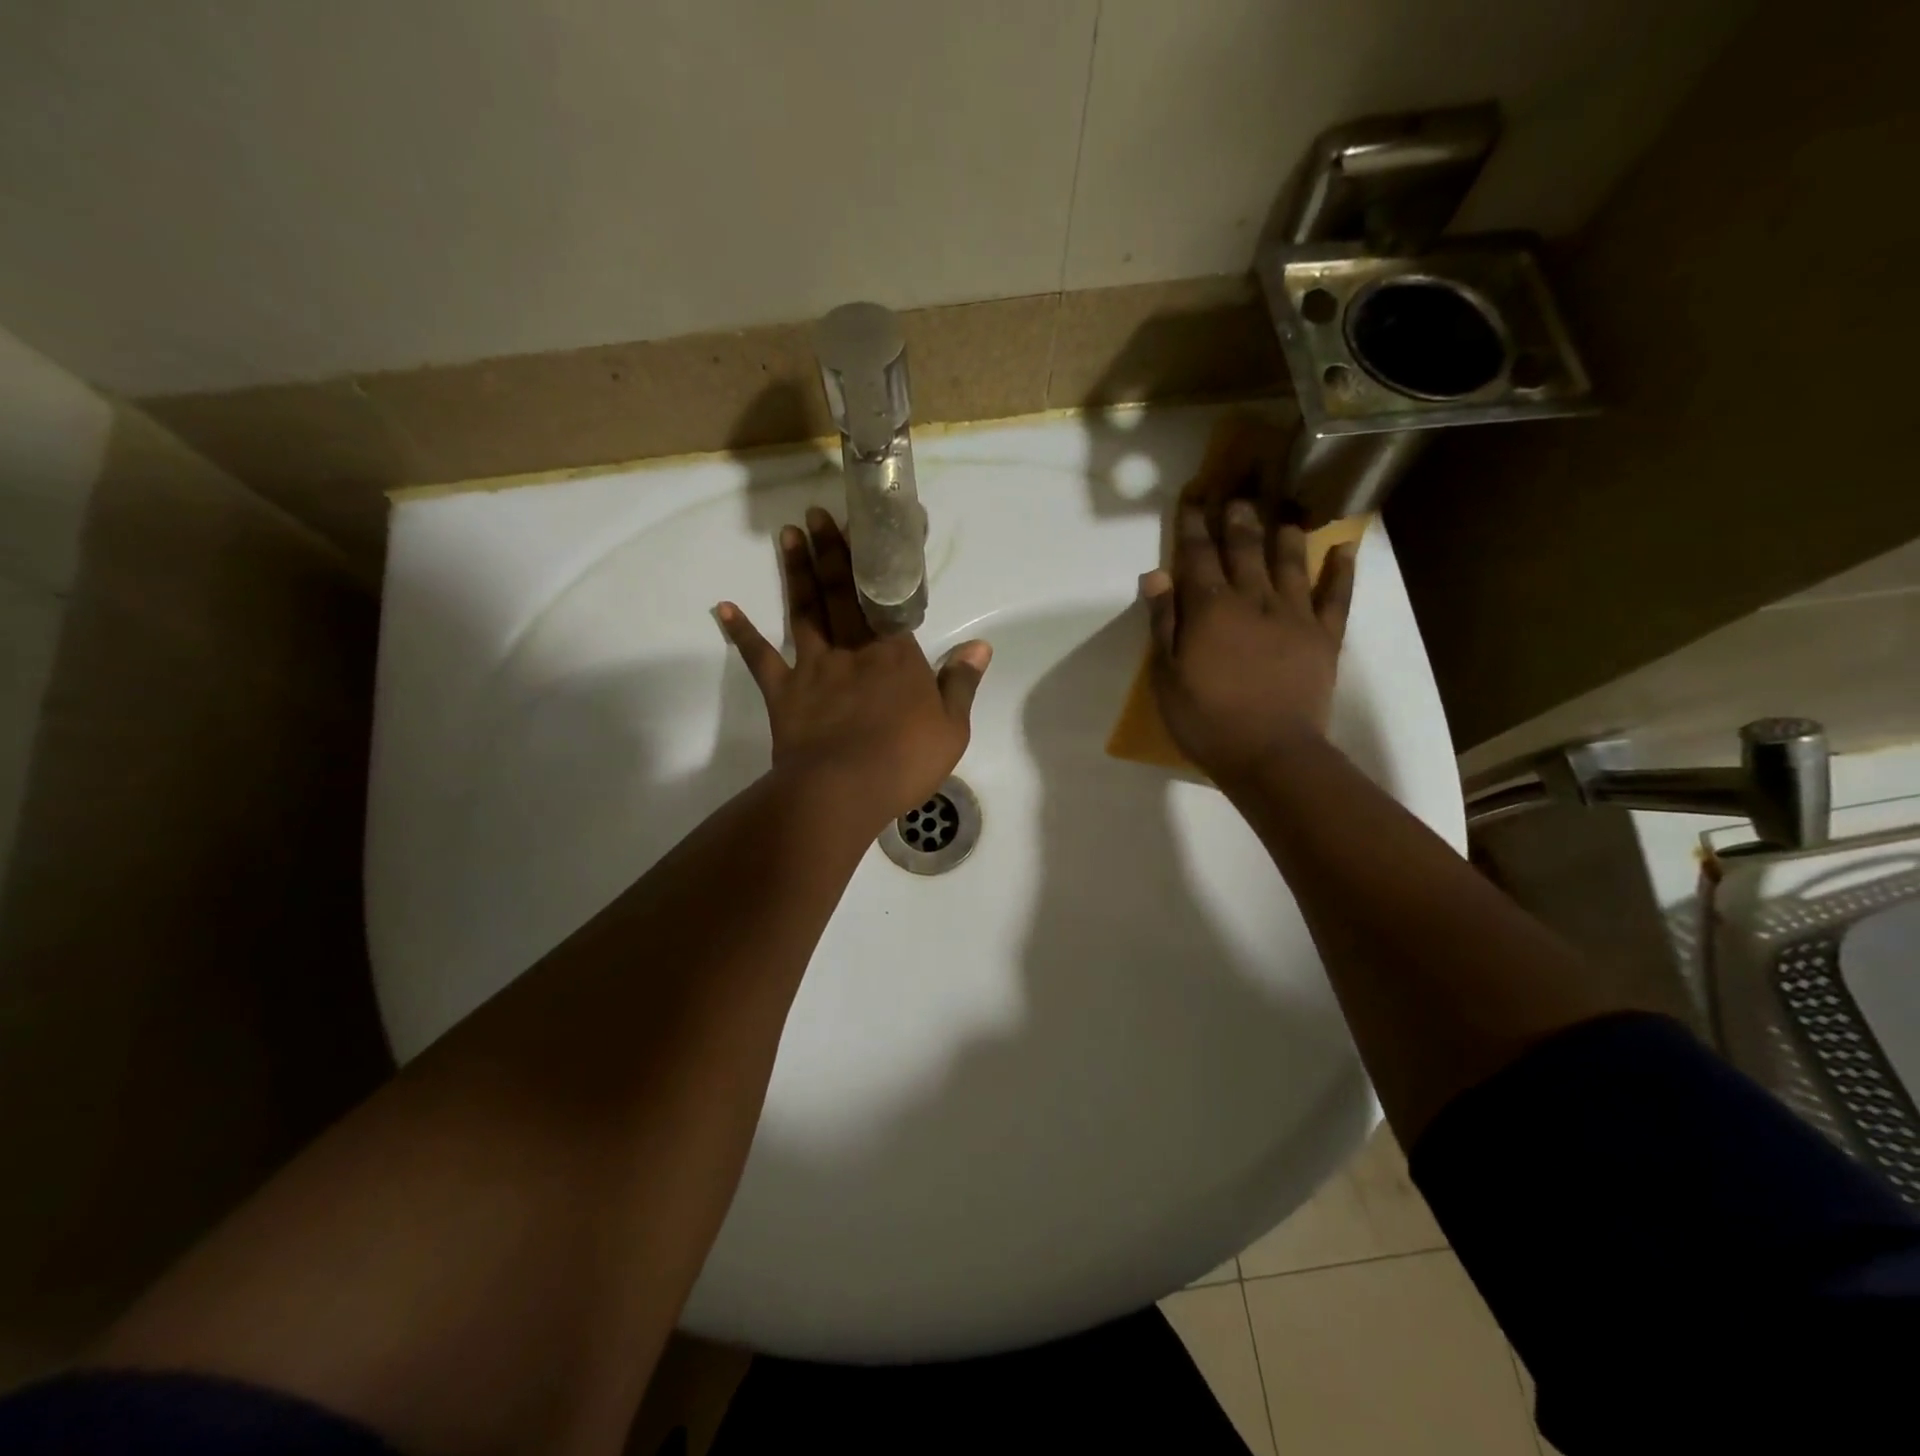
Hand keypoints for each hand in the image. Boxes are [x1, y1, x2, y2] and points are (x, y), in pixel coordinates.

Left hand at [717, 508, 990, 832]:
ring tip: (786, 535)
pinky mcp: (784, 692)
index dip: (880, 564)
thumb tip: (981, 646)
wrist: (844, 790)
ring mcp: (813, 668)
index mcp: (895, 655)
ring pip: (804, 612)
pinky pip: (760, 658)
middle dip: (831, 551)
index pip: (888, 599)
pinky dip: (742, 632)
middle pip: (842, 593)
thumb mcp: (951, 727)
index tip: (870, 528)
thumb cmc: (904, 760)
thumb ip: (961, 683)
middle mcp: (853, 650)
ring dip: (796, 573)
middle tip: (816, 513)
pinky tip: (724, 607)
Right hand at [1140, 497, 1355, 790]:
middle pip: (1245, 549)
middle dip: (1238, 518)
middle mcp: (1254, 600)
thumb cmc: (1207, 720)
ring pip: (1291, 562)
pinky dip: (1341, 571)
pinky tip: (1345, 549)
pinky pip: (1336, 597)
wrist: (1271, 755)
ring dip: (1286, 532)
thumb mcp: (1167, 676)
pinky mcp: (1325, 637)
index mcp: (1211, 609)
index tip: (1193, 498)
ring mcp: (1295, 616)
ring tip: (1286, 510)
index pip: (1198, 556)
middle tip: (1238, 493)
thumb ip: (1163, 623)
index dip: (1193, 525)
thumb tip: (1157, 575)